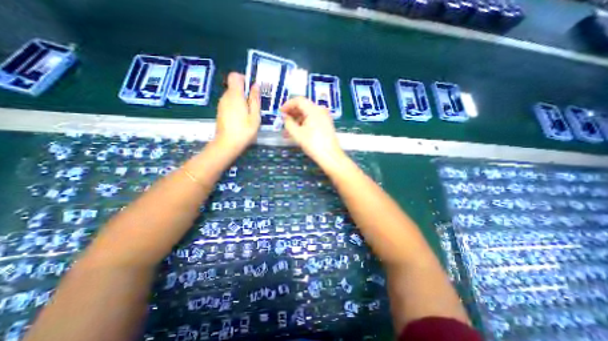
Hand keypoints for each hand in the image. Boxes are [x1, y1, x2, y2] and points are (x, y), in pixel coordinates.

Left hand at [214, 74, 260, 154]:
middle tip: (254, 105)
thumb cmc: (244, 130)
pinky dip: (236, 106)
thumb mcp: (254, 116)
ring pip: (232, 95)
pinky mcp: (220, 111)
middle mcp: (226, 96)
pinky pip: (229, 103)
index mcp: (235, 95)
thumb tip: (255, 85)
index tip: (252, 89)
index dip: (244, 78)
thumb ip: (255, 99)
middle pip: (234, 86)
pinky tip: (242, 118)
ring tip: (249, 113)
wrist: (227, 144)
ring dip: (241, 100)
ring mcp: (221, 104)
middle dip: (245, 92)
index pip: (235, 76)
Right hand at [281, 97, 343, 165]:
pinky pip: (312, 121)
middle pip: (303, 107)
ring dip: (296, 122)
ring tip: (287, 132)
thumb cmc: (313, 143)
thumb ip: (288, 123)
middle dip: (291, 115)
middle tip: (283, 122)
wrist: (330, 156)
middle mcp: (320, 110)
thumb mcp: (297, 133)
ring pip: (307, 115)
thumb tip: (285, 117)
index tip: (280, 113)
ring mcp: (324, 118)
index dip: (287, 105)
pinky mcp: (326, 125)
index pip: (298, 100)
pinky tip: (297, 134)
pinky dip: (303, 125)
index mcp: (313, 109)